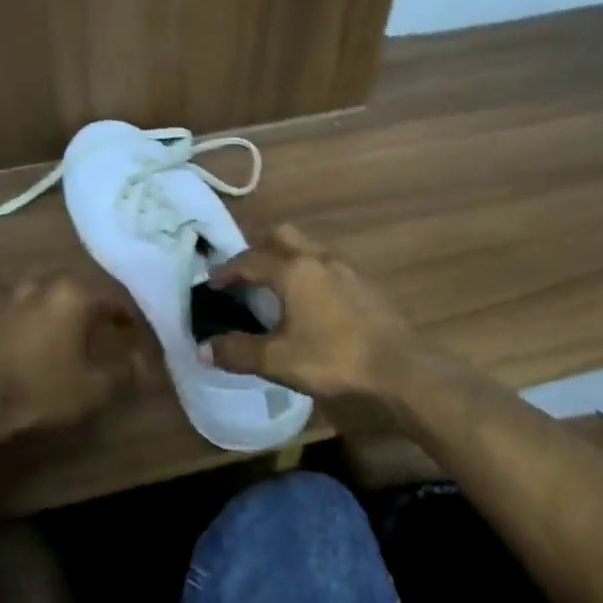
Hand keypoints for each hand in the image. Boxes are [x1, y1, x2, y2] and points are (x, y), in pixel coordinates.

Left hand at [0, 273, 140, 434]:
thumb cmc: (40, 392)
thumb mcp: (93, 390)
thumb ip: (123, 371)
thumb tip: (140, 361)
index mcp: (74, 295)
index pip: (113, 296)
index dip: (127, 313)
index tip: (133, 328)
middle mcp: (41, 281)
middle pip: (74, 284)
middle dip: (89, 301)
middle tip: (96, 322)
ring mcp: (4, 289)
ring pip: (37, 287)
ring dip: (51, 300)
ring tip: (55, 321)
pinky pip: (4, 299)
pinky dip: (15, 308)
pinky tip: (14, 324)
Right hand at [202, 225, 416, 399]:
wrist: (399, 367)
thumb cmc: (333, 358)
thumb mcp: (277, 360)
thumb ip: (238, 351)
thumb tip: (203, 349)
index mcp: (293, 270)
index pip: (250, 260)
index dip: (227, 270)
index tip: (212, 282)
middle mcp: (319, 258)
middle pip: (282, 236)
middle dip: (258, 248)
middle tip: (245, 272)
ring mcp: (347, 268)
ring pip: (308, 248)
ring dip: (287, 258)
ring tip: (276, 286)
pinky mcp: (366, 283)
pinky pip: (328, 265)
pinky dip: (309, 273)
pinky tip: (311, 301)